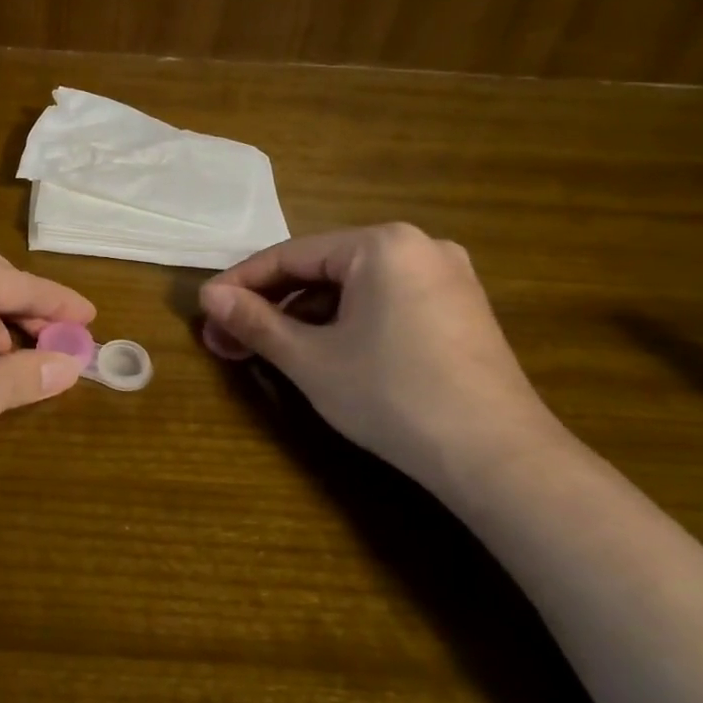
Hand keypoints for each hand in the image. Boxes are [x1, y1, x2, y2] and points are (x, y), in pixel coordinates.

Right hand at [198, 224, 563, 487]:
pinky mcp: (459, 309)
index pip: (290, 255)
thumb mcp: (310, 359)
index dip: (240, 283)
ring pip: (351, 287)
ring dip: (304, 316)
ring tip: (268, 350)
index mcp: (382, 244)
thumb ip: (255, 322)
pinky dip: (344, 322)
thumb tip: (209, 298)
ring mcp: (446, 277)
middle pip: (322, 269)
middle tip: (228, 338)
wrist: (498, 458)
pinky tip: (320, 351)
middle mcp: (418, 246)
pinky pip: (383, 301)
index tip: (204, 309)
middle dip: (270, 305)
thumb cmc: (393, 396)